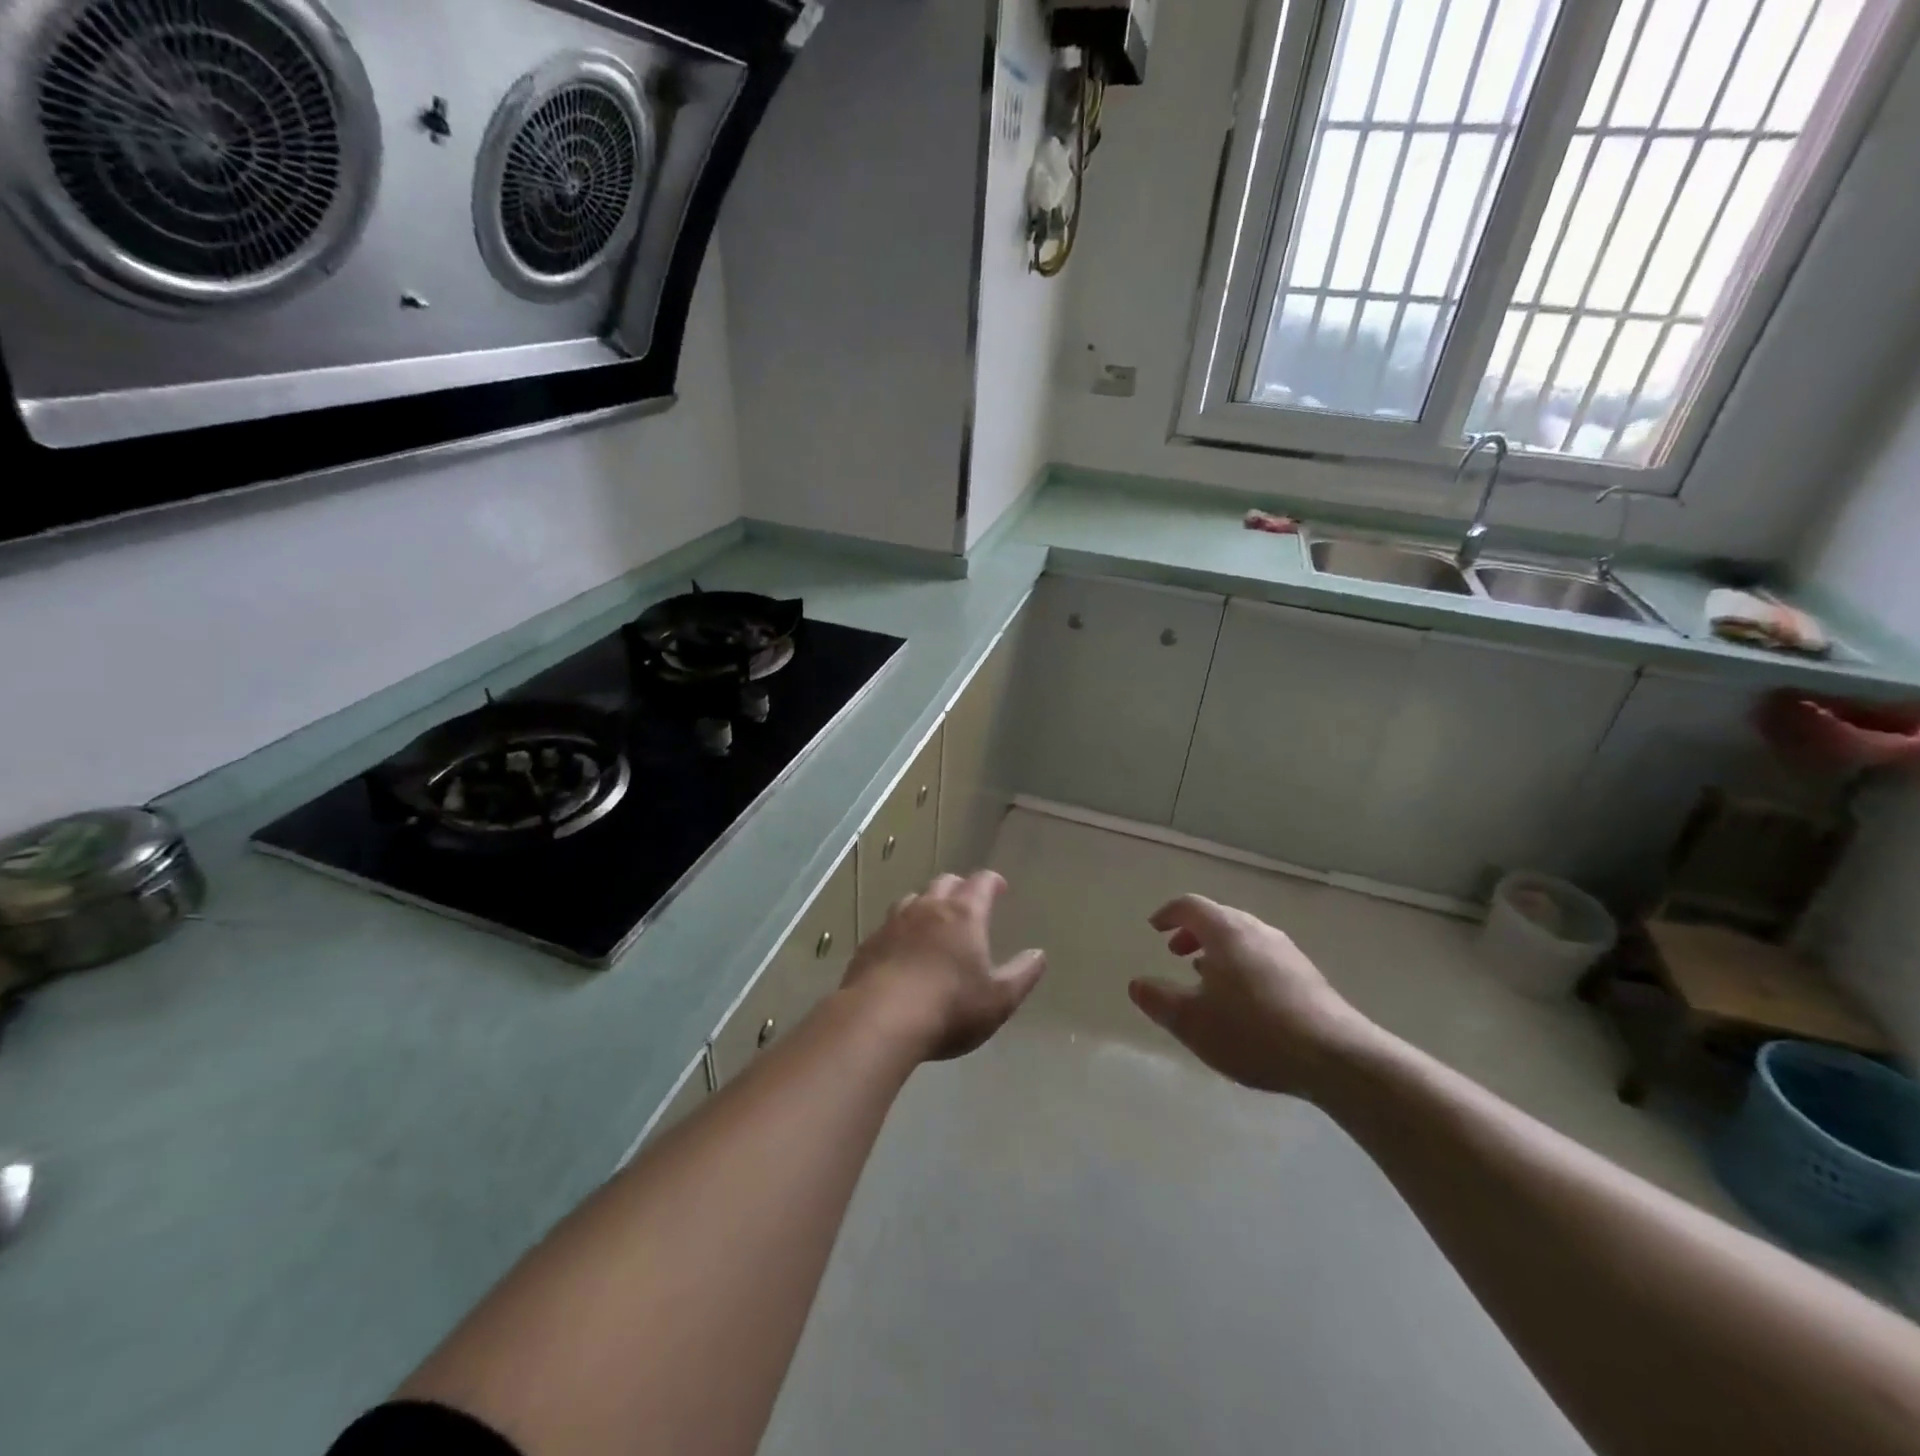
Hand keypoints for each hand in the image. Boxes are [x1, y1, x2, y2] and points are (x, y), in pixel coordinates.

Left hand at [841, 872, 1046, 1061]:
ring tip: (932, 922)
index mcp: (963, 915)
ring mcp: (893, 923)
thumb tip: (1038, 954)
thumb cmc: (949, 1008)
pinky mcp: (869, 944)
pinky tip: (900, 950)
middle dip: (959, 888)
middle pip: (944, 883)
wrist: (879, 1020)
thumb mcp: (999, 999)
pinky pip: (888, 926)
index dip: (992, 882)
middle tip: (967, 903)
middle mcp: (928, 909)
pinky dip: (900, 930)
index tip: (999, 888)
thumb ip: (1022, 974)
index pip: (981, 883)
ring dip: (926, 905)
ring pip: (912, 900)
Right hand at [1128, 894, 1375, 1097]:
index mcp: (1226, 932)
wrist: (1337, 1057)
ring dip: (1218, 950)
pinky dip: (1241, 964)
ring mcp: (1286, 951)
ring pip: (1243, 938)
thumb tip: (1137, 984)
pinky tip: (1242, 999)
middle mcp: (1257, 931)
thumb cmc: (1254, 1032)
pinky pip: (1263, 956)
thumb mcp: (1193, 1022)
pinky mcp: (1307, 975)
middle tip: (1175, 952)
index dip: (1168, 914)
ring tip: (1205, 976)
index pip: (1190, 906)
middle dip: (1193, 932)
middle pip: (1219, 917)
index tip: (1154, 928)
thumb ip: (1159, 1001)